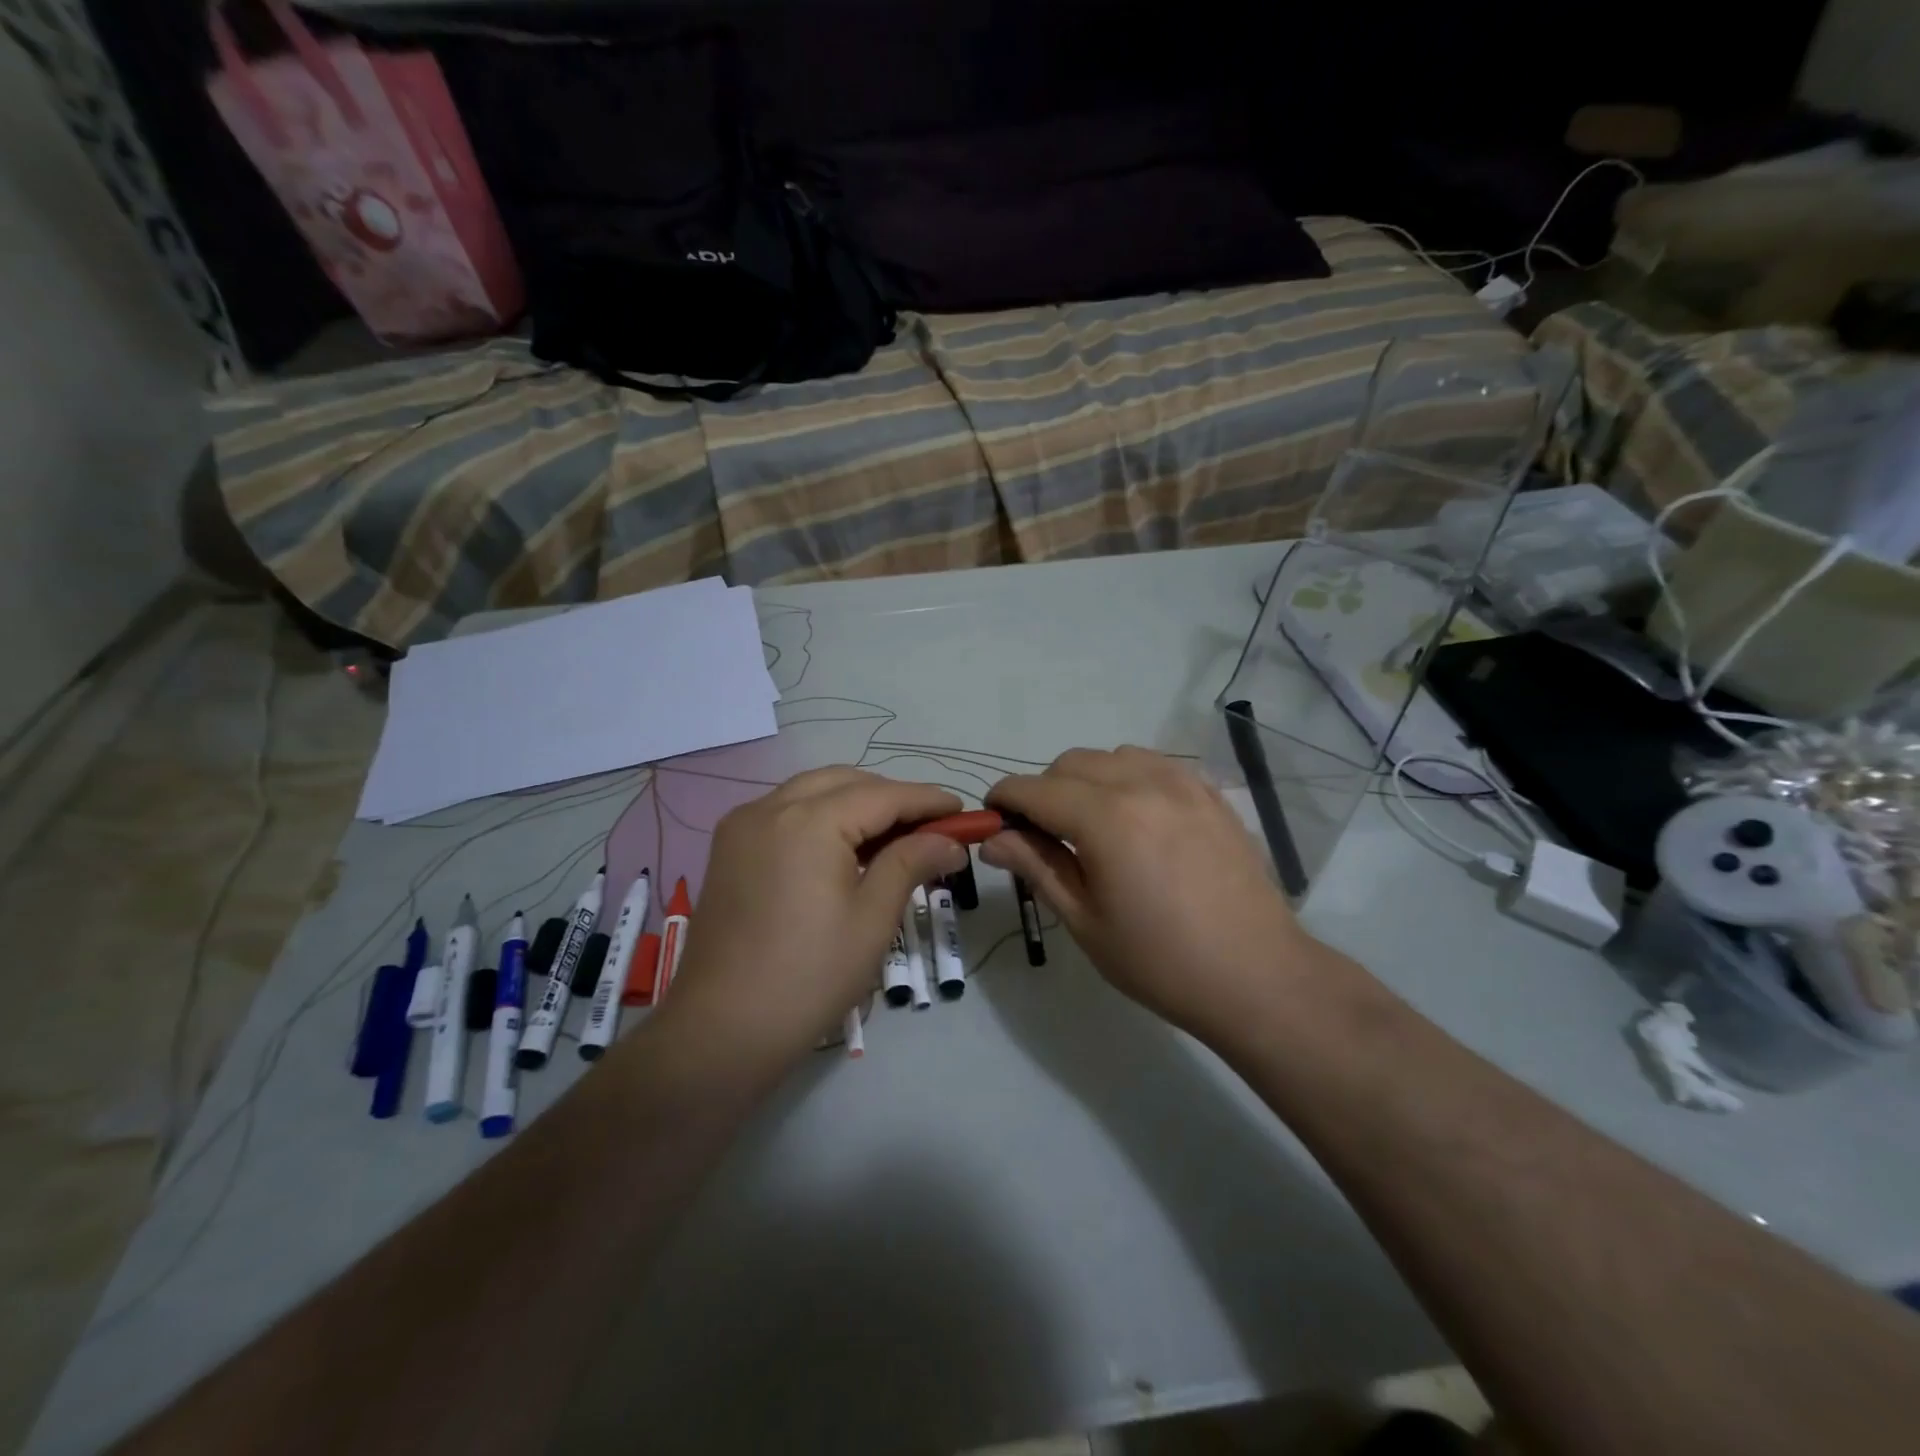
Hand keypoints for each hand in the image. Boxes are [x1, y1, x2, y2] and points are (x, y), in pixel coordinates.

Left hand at [660, 768, 968, 1074]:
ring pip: (812, 791)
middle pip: (845, 782)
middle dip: (890, 797)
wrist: (721, 1030)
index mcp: (808, 822)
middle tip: (930, 827)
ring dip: (855, 802)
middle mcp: (770, 807)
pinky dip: (821, 816)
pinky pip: (785, 811)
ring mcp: (742, 825)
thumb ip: (911, 863)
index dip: (927, 800)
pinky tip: (843, 848)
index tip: (962, 811)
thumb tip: (951, 841)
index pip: (882, 795)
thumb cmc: (809, 977)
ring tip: (892, 837)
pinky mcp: (729, 848)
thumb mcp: (872, 919)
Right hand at [982, 747, 1329, 1045]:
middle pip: (1071, 763)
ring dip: (1087, 780)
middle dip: (1044, 791)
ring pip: (1113, 757)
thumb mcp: (1084, 920)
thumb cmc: (1159, 961)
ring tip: (1093, 828)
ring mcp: (1183, 783)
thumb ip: (1036, 867)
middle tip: (1043, 838)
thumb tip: (993, 839)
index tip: (993, 822)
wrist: (1256, 977)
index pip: (1034, 789)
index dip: (1004, 800)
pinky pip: (1155, 765)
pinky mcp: (1210, 794)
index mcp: (1105, 818)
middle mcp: (1143, 784)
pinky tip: (1137, 820)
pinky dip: (1129, 779)